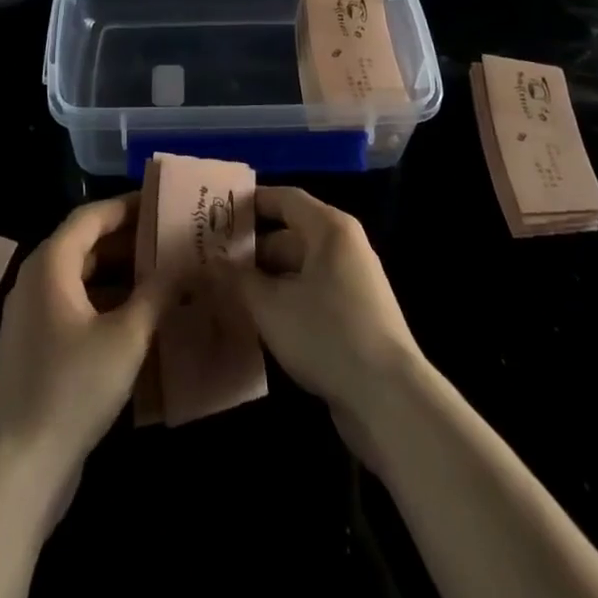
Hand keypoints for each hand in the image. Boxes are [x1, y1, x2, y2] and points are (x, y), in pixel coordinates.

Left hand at [0, 196, 173, 484]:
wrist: (19, 467)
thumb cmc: (73, 387)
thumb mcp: (127, 336)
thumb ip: (158, 292)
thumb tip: (187, 261)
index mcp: (51, 264)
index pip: (91, 216)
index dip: (127, 206)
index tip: (162, 203)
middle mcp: (36, 280)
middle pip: (85, 243)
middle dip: (128, 240)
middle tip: (171, 238)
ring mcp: (33, 315)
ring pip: (81, 276)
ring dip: (120, 272)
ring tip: (164, 273)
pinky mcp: (36, 346)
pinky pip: (75, 305)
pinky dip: (106, 300)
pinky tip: (140, 316)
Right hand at [226, 186, 424, 424]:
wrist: (389, 399)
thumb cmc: (327, 334)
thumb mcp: (271, 306)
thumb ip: (236, 280)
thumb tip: (208, 263)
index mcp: (329, 229)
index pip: (284, 199)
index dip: (249, 202)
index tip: (214, 213)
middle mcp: (343, 247)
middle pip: (289, 236)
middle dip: (250, 250)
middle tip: (209, 262)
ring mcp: (351, 283)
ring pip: (297, 270)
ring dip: (264, 281)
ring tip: (223, 293)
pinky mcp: (353, 316)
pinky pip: (310, 295)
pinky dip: (283, 302)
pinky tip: (255, 322)